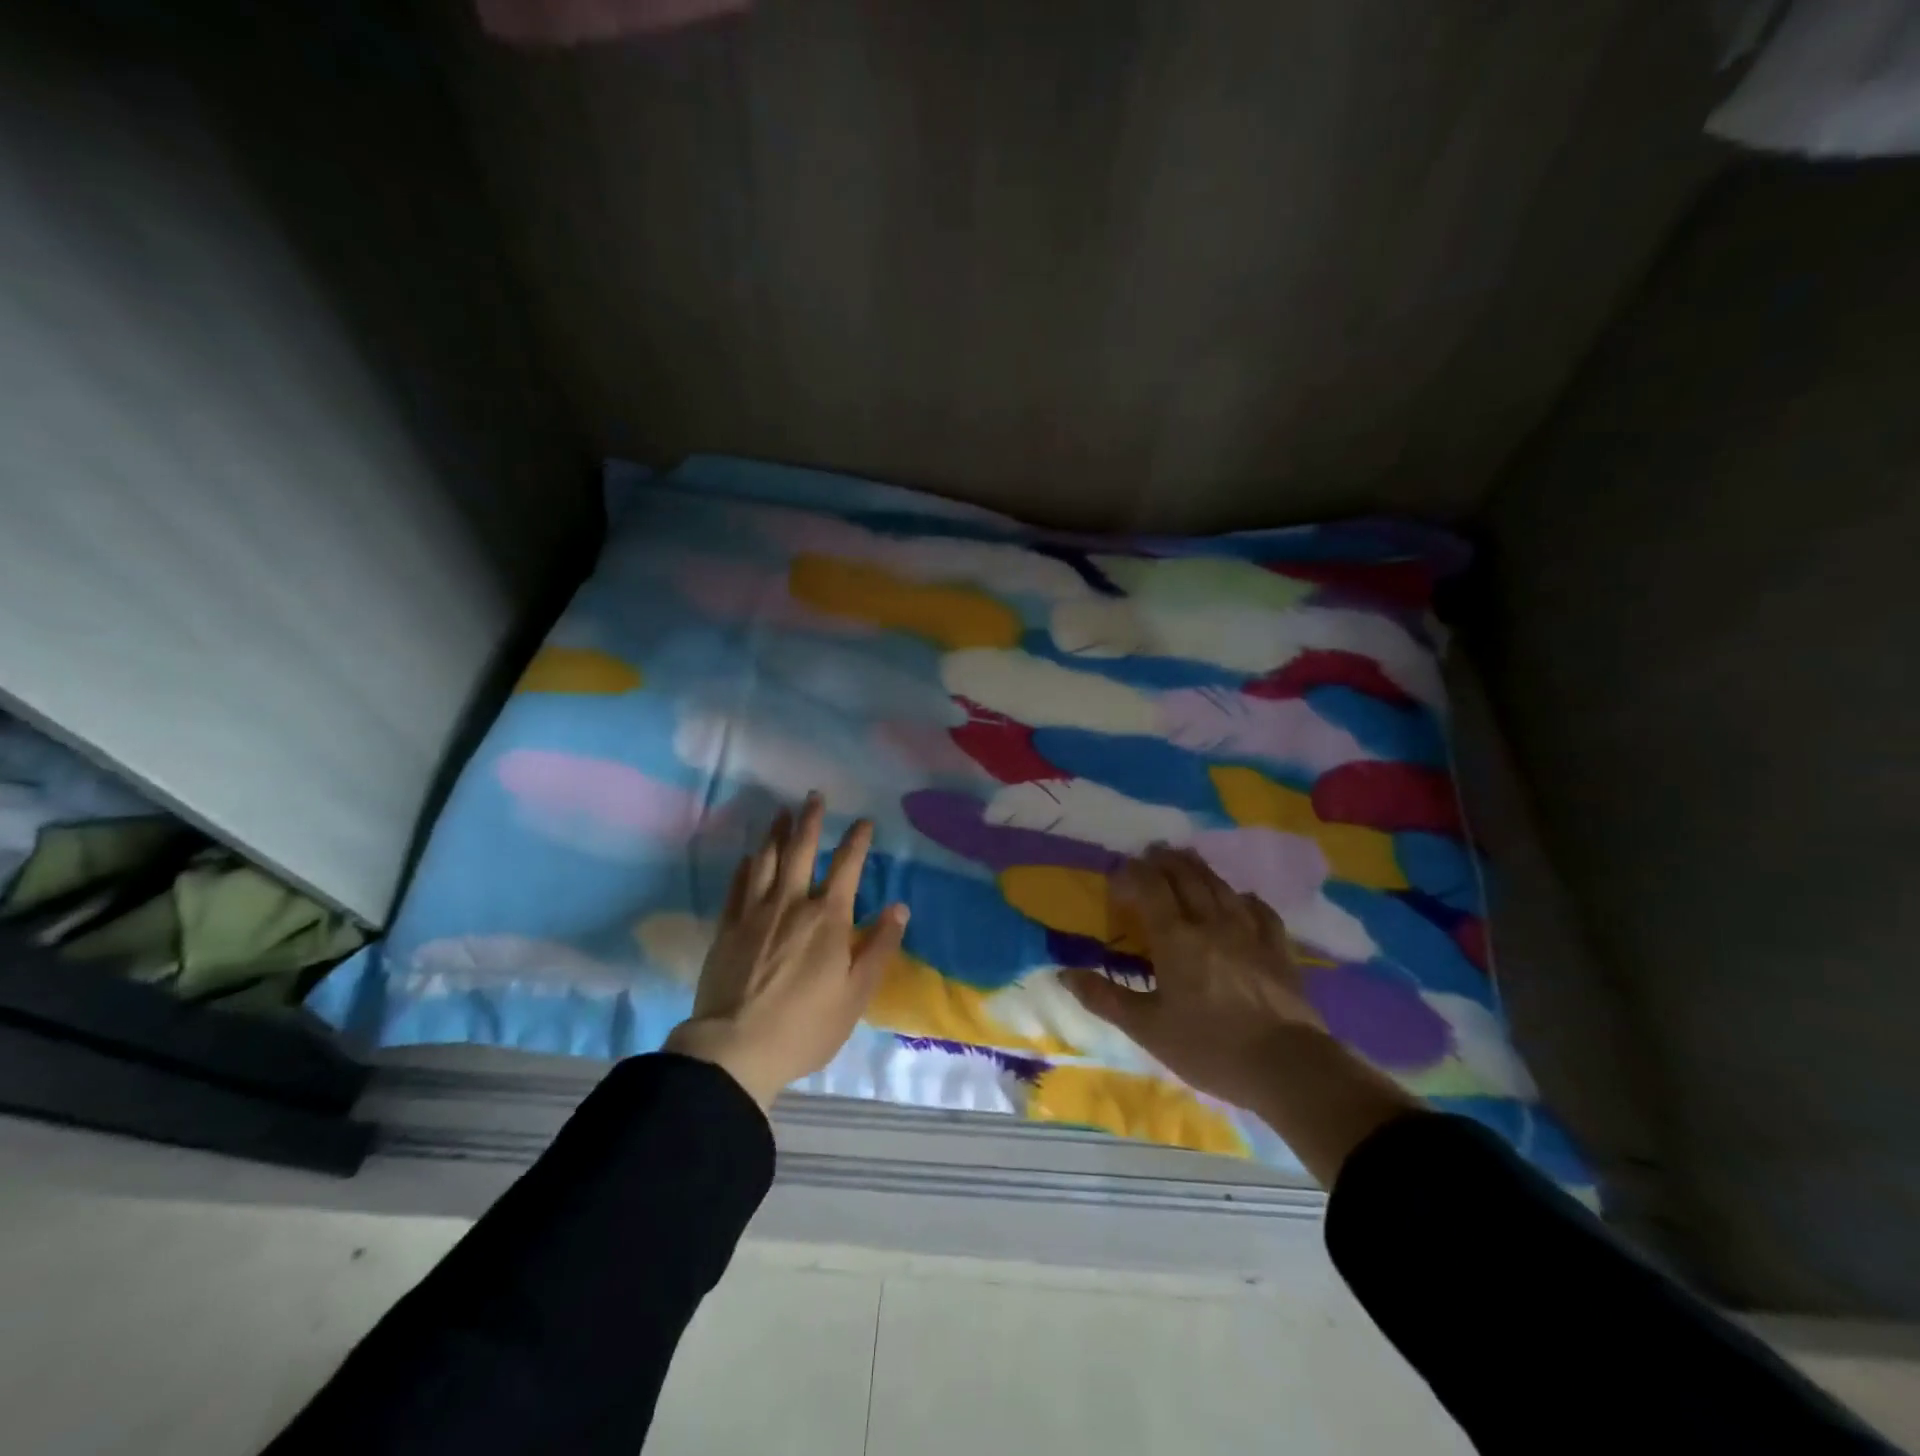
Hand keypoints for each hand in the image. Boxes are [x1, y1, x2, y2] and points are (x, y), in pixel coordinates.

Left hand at [665, 793, 908, 1109]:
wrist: (735, 1048)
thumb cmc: (806, 1025)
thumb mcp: (857, 994)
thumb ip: (880, 947)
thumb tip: (900, 907)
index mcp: (828, 918)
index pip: (847, 866)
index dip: (857, 840)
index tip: (864, 822)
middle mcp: (792, 903)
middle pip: (801, 849)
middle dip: (811, 820)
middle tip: (814, 796)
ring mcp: (755, 912)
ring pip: (766, 859)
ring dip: (776, 832)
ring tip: (782, 813)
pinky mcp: (727, 927)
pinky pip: (738, 885)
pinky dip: (746, 865)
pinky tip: (749, 856)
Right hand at [1061, 845, 1324, 1110]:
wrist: (1287, 1067)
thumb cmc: (1209, 1047)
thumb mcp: (1148, 1029)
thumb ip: (1105, 998)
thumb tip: (1064, 974)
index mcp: (1175, 938)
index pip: (1150, 887)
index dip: (1132, 874)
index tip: (1118, 874)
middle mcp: (1210, 923)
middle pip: (1186, 877)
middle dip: (1164, 861)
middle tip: (1150, 852)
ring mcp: (1248, 932)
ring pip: (1220, 886)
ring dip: (1198, 868)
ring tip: (1185, 858)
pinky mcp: (1277, 948)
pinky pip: (1259, 910)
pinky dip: (1242, 897)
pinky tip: (1239, 898)